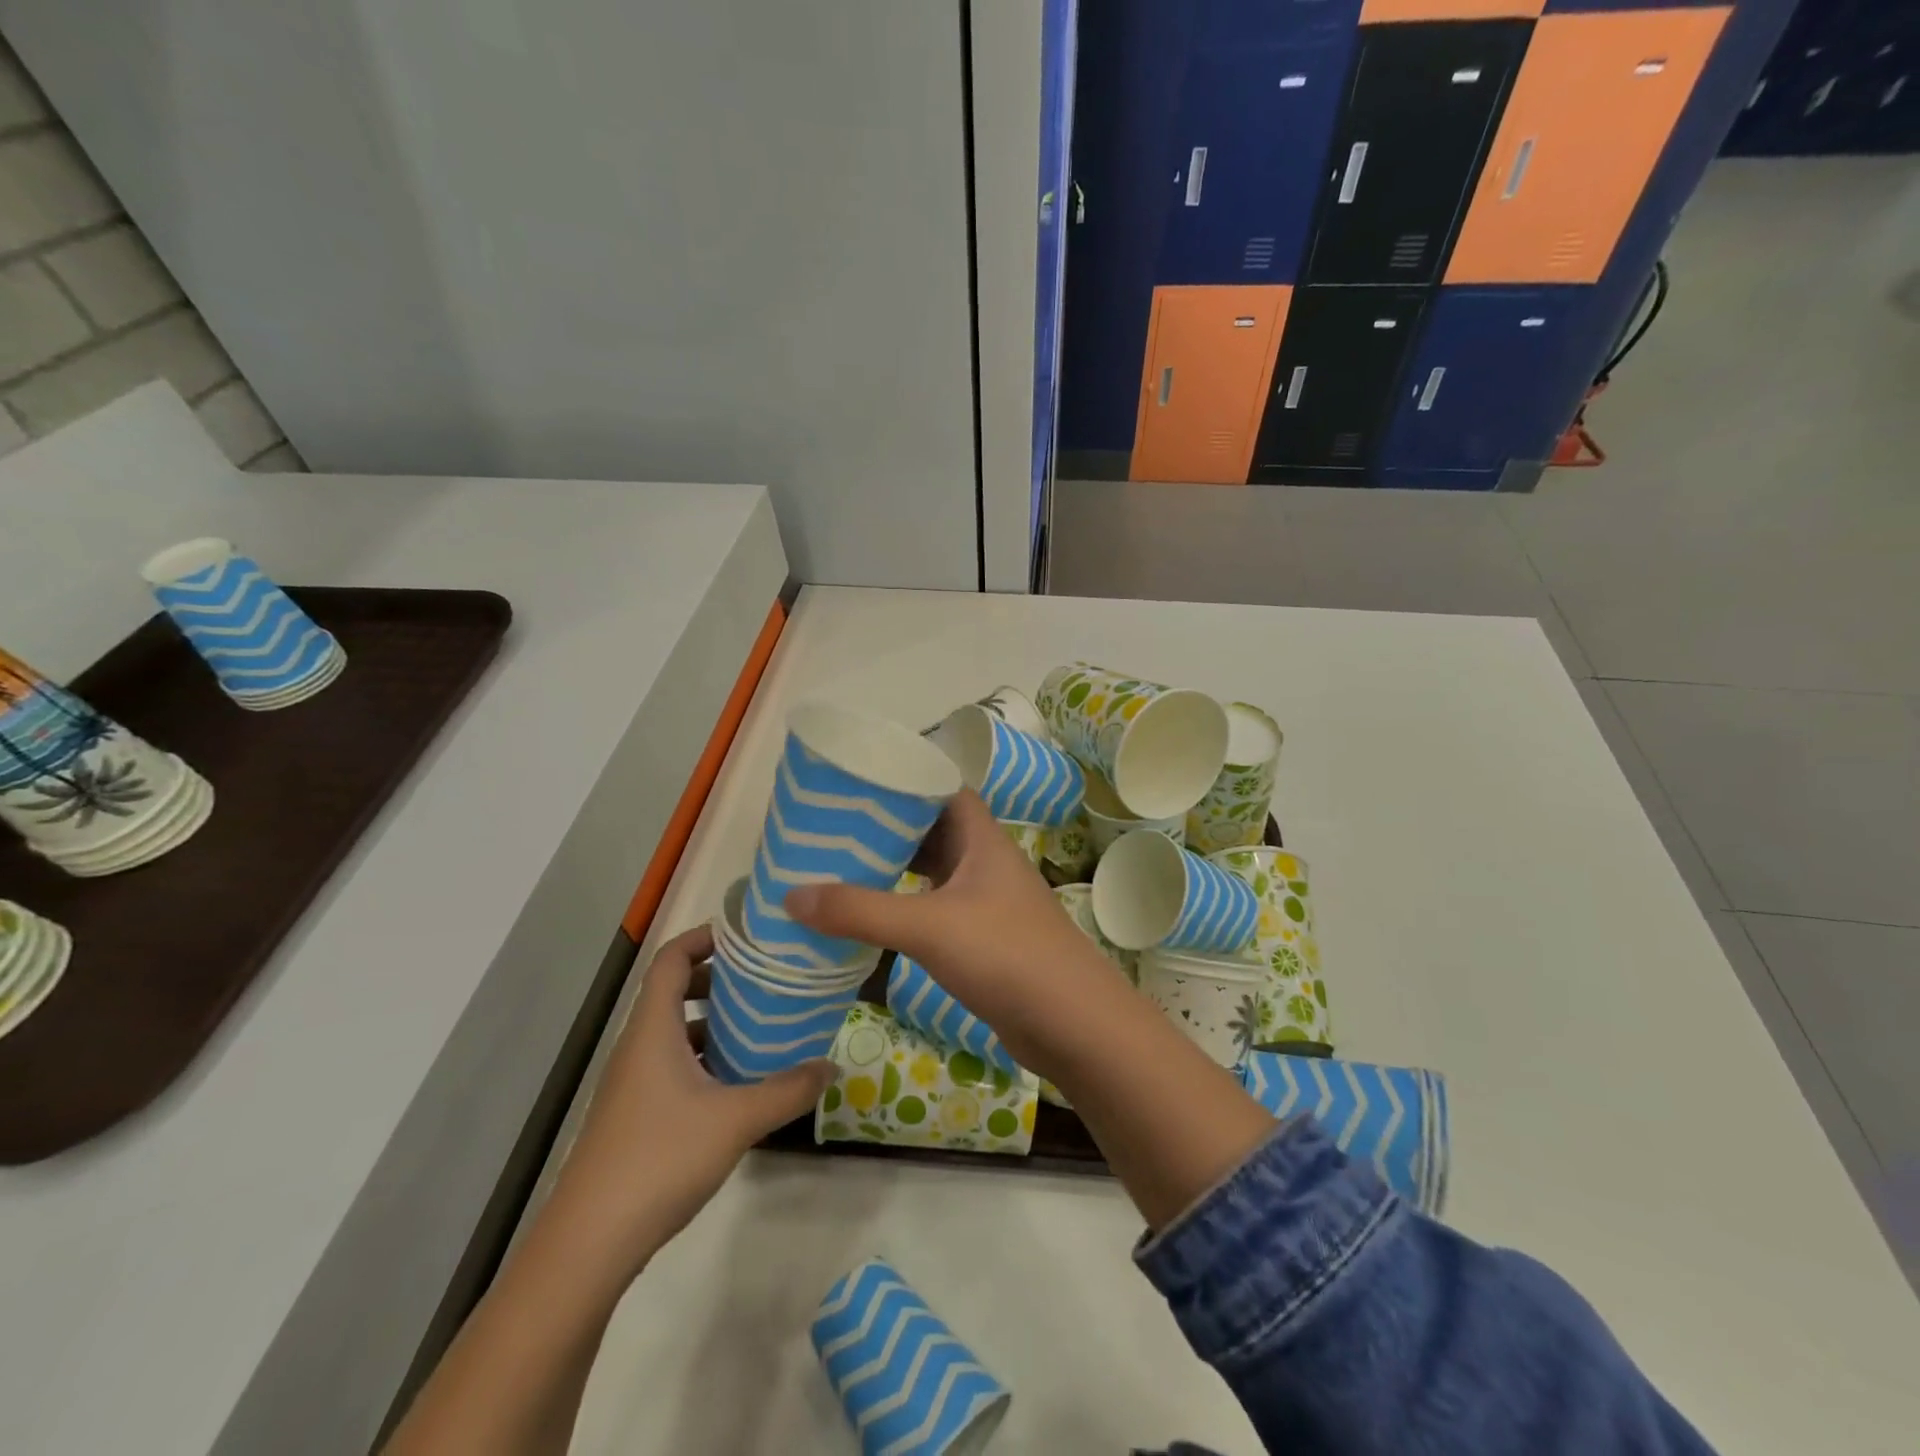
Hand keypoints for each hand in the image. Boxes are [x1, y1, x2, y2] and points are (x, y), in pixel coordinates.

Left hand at [554, 927, 832, 1277]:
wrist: (588, 1245)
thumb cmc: (660, 1159)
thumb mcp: (736, 1120)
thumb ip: (788, 1090)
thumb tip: (831, 1066)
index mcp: (653, 1029)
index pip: (671, 958)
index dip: (705, 937)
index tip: (749, 937)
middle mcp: (638, 1046)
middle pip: (673, 990)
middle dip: (718, 978)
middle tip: (766, 980)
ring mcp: (632, 1083)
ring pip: (673, 1031)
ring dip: (713, 1020)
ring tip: (760, 1025)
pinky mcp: (634, 1115)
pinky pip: (671, 1064)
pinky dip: (703, 1056)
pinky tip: (737, 1081)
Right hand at [785, 791, 1124, 1069]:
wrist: (1074, 1025)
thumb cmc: (1007, 956)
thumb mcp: (928, 927)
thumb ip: (861, 911)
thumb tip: (791, 895)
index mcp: (981, 839)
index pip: (944, 789)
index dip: (907, 779)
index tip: (859, 782)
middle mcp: (985, 863)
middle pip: (933, 829)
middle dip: (890, 827)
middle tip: (837, 827)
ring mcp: (988, 902)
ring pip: (935, 872)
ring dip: (896, 869)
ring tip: (844, 867)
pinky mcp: (985, 940)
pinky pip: (937, 909)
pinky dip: (907, 908)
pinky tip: (875, 920)